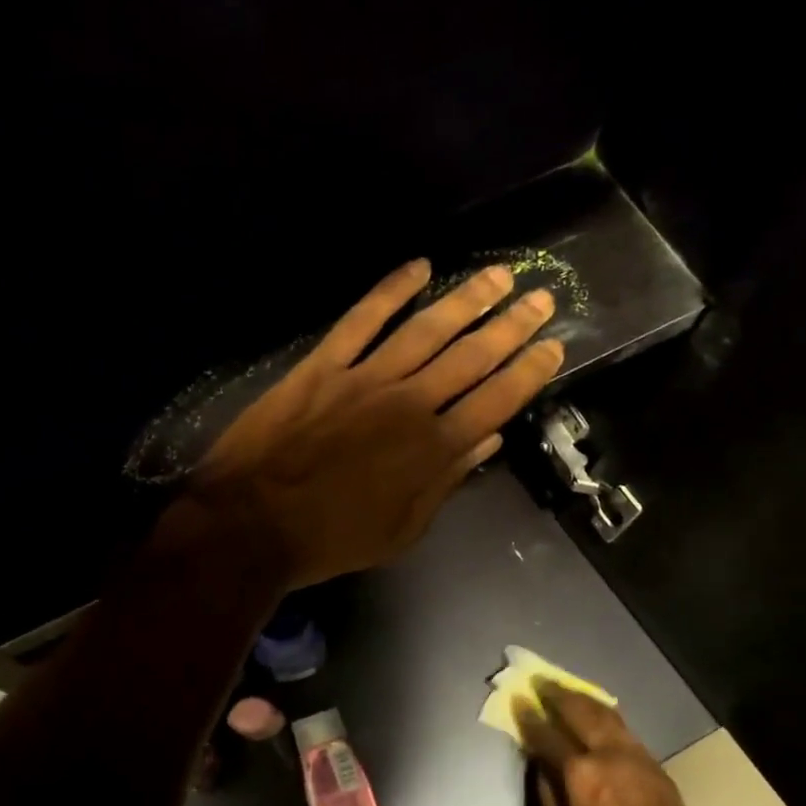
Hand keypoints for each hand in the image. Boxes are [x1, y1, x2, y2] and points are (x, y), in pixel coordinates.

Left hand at [187, 259, 563, 587]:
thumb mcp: (402, 530)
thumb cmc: (332, 538)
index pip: (496, 400)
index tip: (553, 346)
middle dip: (511, 326)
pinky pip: (362, 319)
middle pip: (471, 357)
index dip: (529, 371)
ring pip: (426, 329)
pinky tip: (418, 266)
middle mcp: (409, 403)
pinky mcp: (322, 365)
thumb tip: (488, 439)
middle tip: (541, 296)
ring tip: (498, 275)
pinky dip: (390, 290)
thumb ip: (446, 481)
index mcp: (433, 449)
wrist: (253, 523)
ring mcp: (364, 378)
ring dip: (467, 299)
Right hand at [518, 685, 704, 805]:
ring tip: (567, 691)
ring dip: (583, 700)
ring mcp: (635, 755)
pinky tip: (597, 715)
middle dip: (557, 695)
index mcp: (580, 773)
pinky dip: (606, 717)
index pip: (547, 735)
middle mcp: (607, 754)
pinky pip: (624, 730)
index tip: (518, 701)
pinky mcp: (653, 763)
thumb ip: (546, 795)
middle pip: (579, 711)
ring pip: (606, 714)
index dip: (529, 717)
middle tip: (541, 682)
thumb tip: (538, 765)